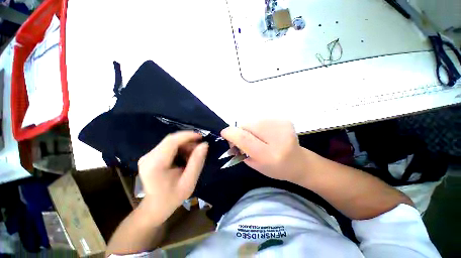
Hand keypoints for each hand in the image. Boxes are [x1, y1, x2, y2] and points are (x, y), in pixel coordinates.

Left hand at [138, 131, 207, 222]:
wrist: (154, 207)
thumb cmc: (172, 197)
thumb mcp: (189, 182)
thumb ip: (197, 162)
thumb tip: (204, 145)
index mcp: (156, 164)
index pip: (172, 141)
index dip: (187, 136)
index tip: (201, 137)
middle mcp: (148, 156)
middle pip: (171, 140)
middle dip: (187, 141)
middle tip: (199, 149)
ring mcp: (148, 156)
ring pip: (170, 142)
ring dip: (184, 145)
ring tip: (193, 155)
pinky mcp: (150, 156)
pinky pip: (168, 146)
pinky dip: (179, 148)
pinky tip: (185, 156)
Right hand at [221, 120, 308, 182]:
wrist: (298, 162)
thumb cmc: (275, 168)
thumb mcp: (255, 165)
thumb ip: (241, 150)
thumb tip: (231, 137)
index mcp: (269, 154)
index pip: (244, 138)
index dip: (231, 133)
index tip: (224, 133)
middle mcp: (277, 138)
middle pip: (247, 125)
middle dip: (240, 131)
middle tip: (242, 139)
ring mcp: (282, 126)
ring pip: (253, 121)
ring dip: (249, 128)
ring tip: (257, 137)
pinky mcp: (284, 120)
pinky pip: (262, 119)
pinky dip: (258, 126)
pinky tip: (265, 133)